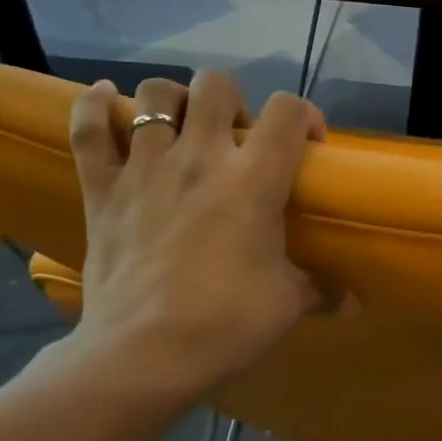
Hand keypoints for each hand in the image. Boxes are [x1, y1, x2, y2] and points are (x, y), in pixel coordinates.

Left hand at [63, 72, 327, 403]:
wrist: (143, 355)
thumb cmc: (225, 323)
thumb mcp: (287, 305)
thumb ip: (321, 291)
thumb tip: (352, 303)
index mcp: (253, 179)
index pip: (288, 111)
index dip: (304, 114)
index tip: (307, 142)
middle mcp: (199, 157)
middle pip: (216, 85)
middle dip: (232, 99)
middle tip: (235, 137)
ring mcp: (145, 168)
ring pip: (154, 96)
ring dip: (172, 101)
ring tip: (180, 127)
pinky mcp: (101, 189)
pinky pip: (88, 130)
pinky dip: (93, 108)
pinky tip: (105, 100)